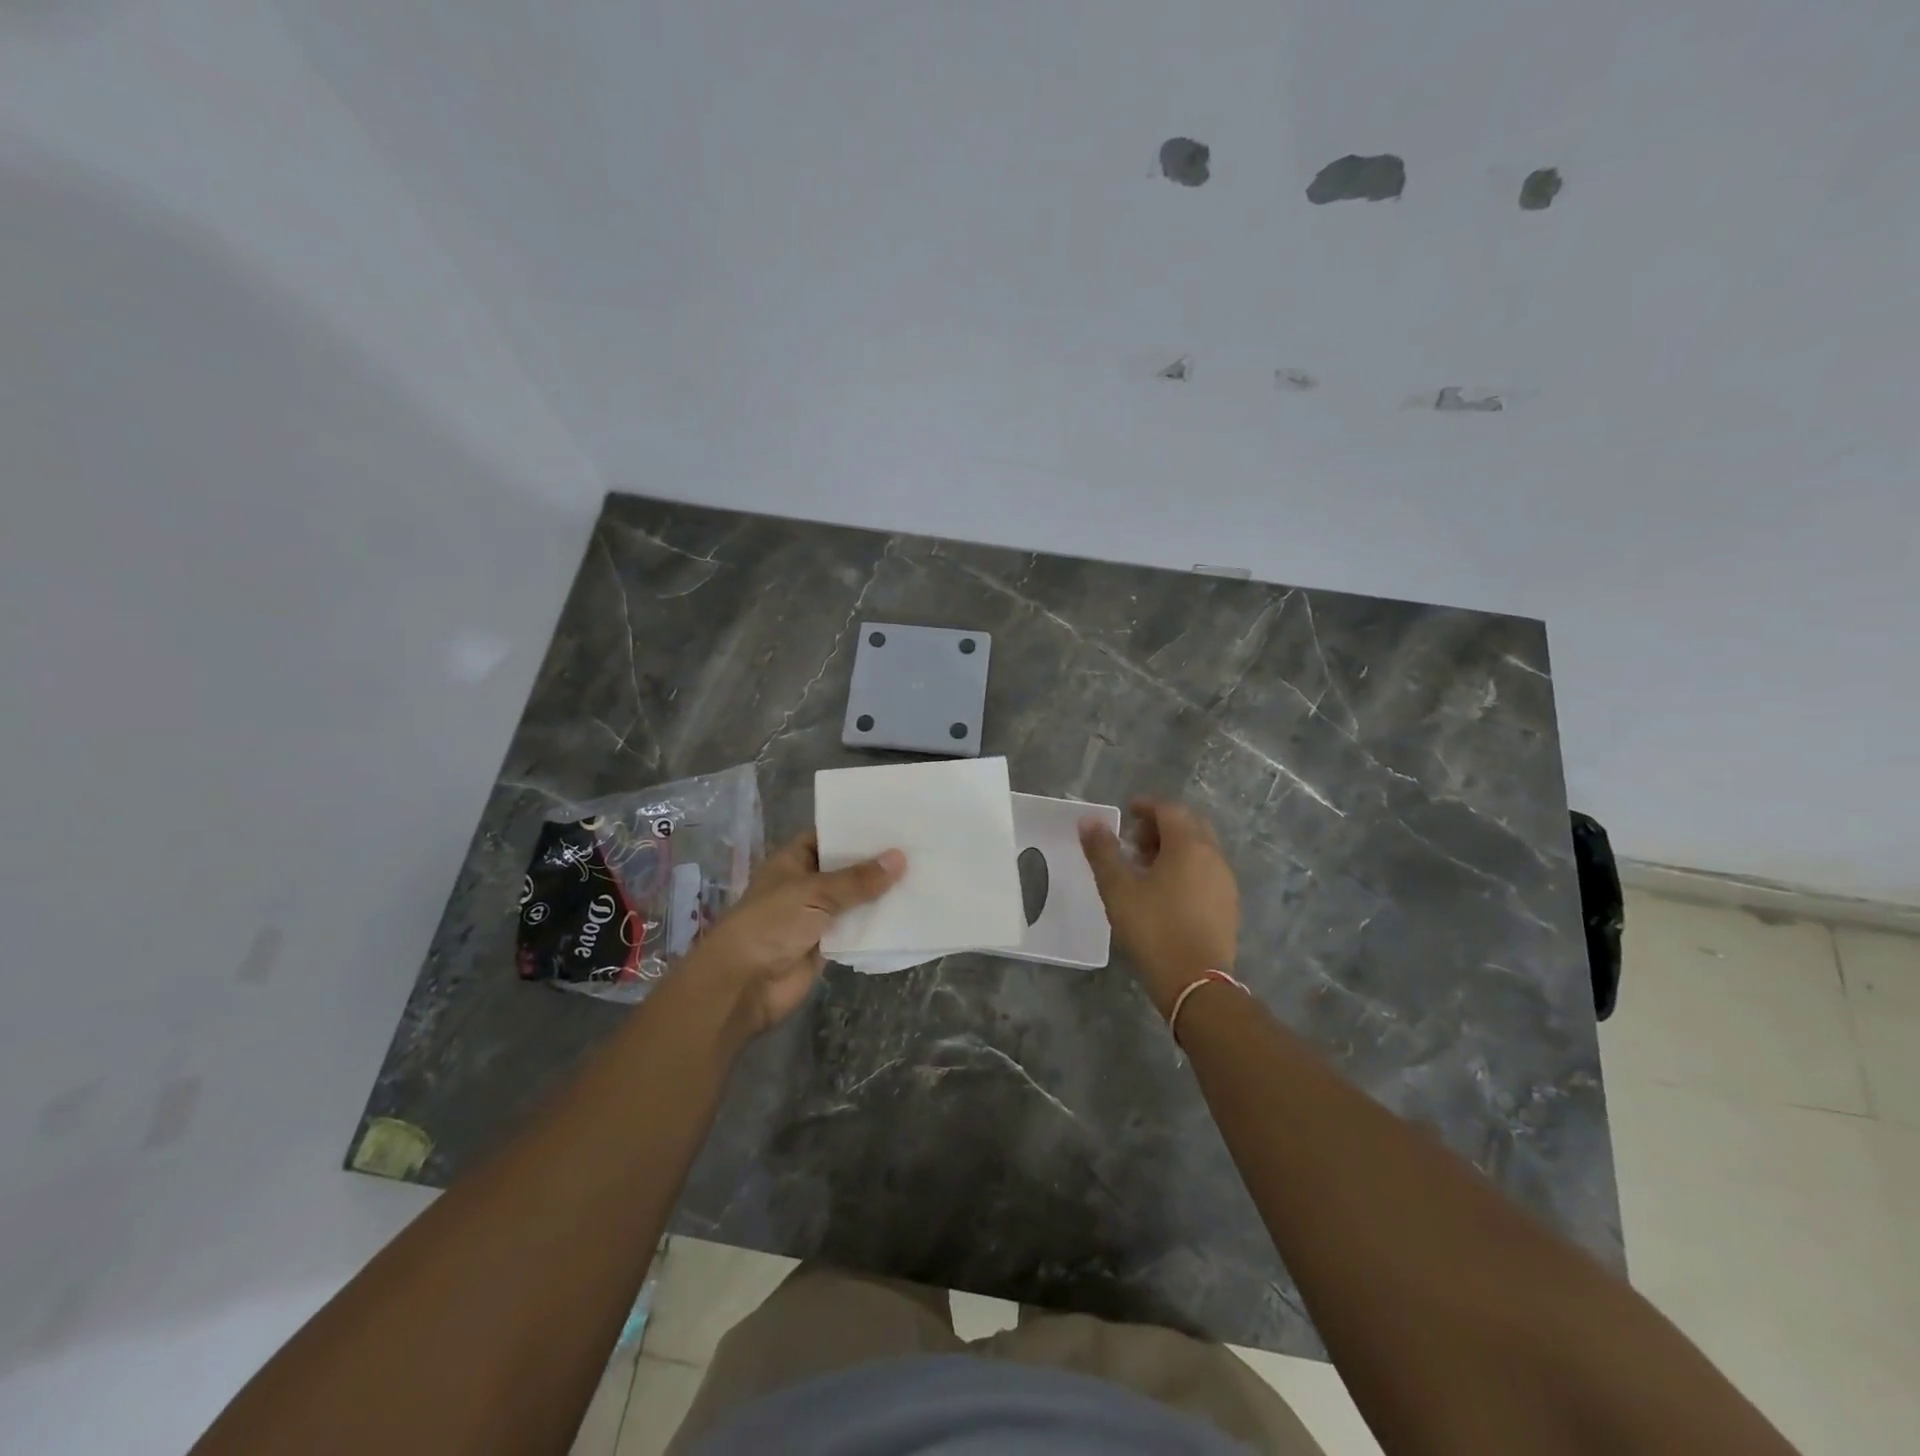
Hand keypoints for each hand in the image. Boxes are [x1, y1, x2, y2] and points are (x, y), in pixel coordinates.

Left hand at [682, 833, 904, 1037]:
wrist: (744, 984)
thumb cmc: (771, 924)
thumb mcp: (815, 893)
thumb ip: (858, 879)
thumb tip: (900, 858)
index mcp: (793, 861)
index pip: (828, 837)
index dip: (857, 831)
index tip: (893, 821)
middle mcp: (805, 884)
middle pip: (845, 869)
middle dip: (876, 863)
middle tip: (918, 846)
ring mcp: (816, 916)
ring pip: (854, 900)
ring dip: (881, 894)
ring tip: (923, 874)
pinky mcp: (827, 945)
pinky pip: (857, 929)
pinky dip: (877, 924)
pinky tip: (909, 912)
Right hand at [1080, 798, 1238, 1016]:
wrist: (1195, 983)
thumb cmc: (1153, 928)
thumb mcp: (1118, 888)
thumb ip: (1102, 851)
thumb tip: (1089, 821)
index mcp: (1189, 846)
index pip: (1169, 810)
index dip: (1146, 806)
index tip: (1126, 812)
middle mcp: (1213, 857)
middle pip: (1189, 825)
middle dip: (1161, 825)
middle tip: (1134, 841)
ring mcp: (1225, 882)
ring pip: (1199, 849)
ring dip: (1173, 847)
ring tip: (1144, 868)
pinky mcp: (1228, 906)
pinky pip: (1206, 872)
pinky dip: (1185, 868)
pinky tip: (1164, 892)